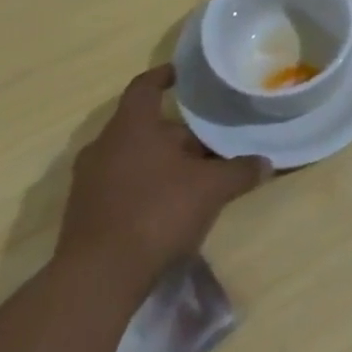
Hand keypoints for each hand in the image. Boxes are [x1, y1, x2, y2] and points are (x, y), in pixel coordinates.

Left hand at [56, 65, 269, 289]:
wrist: (98, 278)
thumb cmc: (157, 212)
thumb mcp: (212, 188)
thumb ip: (240, 170)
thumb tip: (266, 162)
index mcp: (130, 128)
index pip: (144, 87)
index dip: (163, 76)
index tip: (182, 73)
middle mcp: (104, 147)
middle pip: (144, 126)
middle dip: (177, 132)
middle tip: (210, 138)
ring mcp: (89, 181)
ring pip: (132, 156)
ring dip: (162, 160)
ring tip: (195, 170)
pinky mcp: (85, 212)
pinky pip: (121, 183)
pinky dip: (146, 183)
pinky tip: (172, 202)